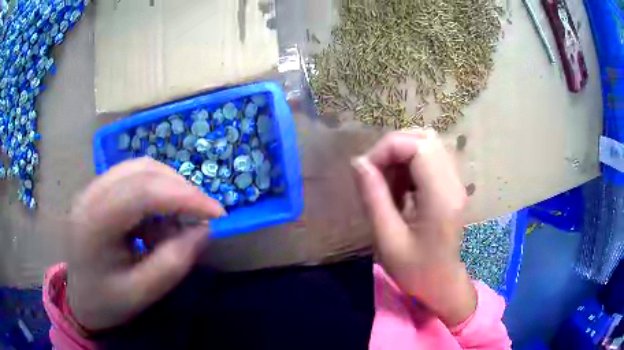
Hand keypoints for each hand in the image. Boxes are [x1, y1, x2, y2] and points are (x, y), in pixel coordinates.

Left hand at [66, 158, 224, 331]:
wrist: (79, 298)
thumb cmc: (106, 302)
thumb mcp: (142, 293)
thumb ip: (173, 262)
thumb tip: (203, 230)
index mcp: (94, 223)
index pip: (142, 191)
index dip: (184, 196)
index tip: (217, 214)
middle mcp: (90, 195)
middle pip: (142, 170)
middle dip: (180, 189)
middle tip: (201, 216)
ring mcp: (92, 188)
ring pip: (139, 168)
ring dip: (168, 189)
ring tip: (177, 222)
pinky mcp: (98, 191)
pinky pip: (133, 178)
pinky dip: (155, 193)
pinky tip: (156, 222)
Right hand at [351, 129, 475, 326]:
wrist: (442, 284)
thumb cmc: (415, 270)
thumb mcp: (388, 239)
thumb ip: (373, 198)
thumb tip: (358, 163)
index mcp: (441, 197)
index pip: (417, 146)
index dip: (387, 149)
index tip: (366, 171)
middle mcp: (454, 183)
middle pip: (425, 139)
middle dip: (393, 148)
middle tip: (375, 174)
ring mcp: (456, 183)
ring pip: (428, 145)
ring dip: (402, 155)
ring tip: (387, 183)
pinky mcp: (452, 186)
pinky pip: (431, 158)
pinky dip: (410, 164)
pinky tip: (401, 188)